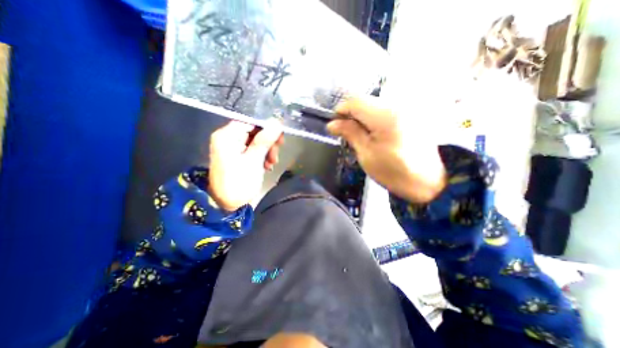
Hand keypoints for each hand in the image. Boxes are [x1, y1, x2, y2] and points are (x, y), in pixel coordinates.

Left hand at [209, 120, 283, 211]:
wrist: (226, 205)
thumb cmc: (239, 182)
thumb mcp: (254, 160)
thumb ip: (265, 140)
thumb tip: (277, 123)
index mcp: (227, 135)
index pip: (251, 121)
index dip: (268, 127)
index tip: (280, 138)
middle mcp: (228, 137)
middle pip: (254, 131)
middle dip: (268, 142)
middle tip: (276, 153)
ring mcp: (232, 147)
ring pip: (256, 141)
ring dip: (267, 150)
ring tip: (272, 163)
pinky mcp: (237, 155)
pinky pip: (253, 149)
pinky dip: (262, 156)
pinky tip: (267, 165)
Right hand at [329, 96, 445, 204]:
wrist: (427, 181)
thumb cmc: (394, 172)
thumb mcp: (366, 154)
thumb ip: (350, 134)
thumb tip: (332, 124)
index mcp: (385, 117)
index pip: (355, 101)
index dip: (341, 110)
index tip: (336, 124)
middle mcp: (399, 105)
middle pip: (365, 101)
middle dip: (352, 115)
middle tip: (347, 133)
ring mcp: (408, 107)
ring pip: (375, 104)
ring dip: (363, 117)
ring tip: (362, 136)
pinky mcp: (412, 112)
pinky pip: (386, 109)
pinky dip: (375, 118)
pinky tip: (376, 133)